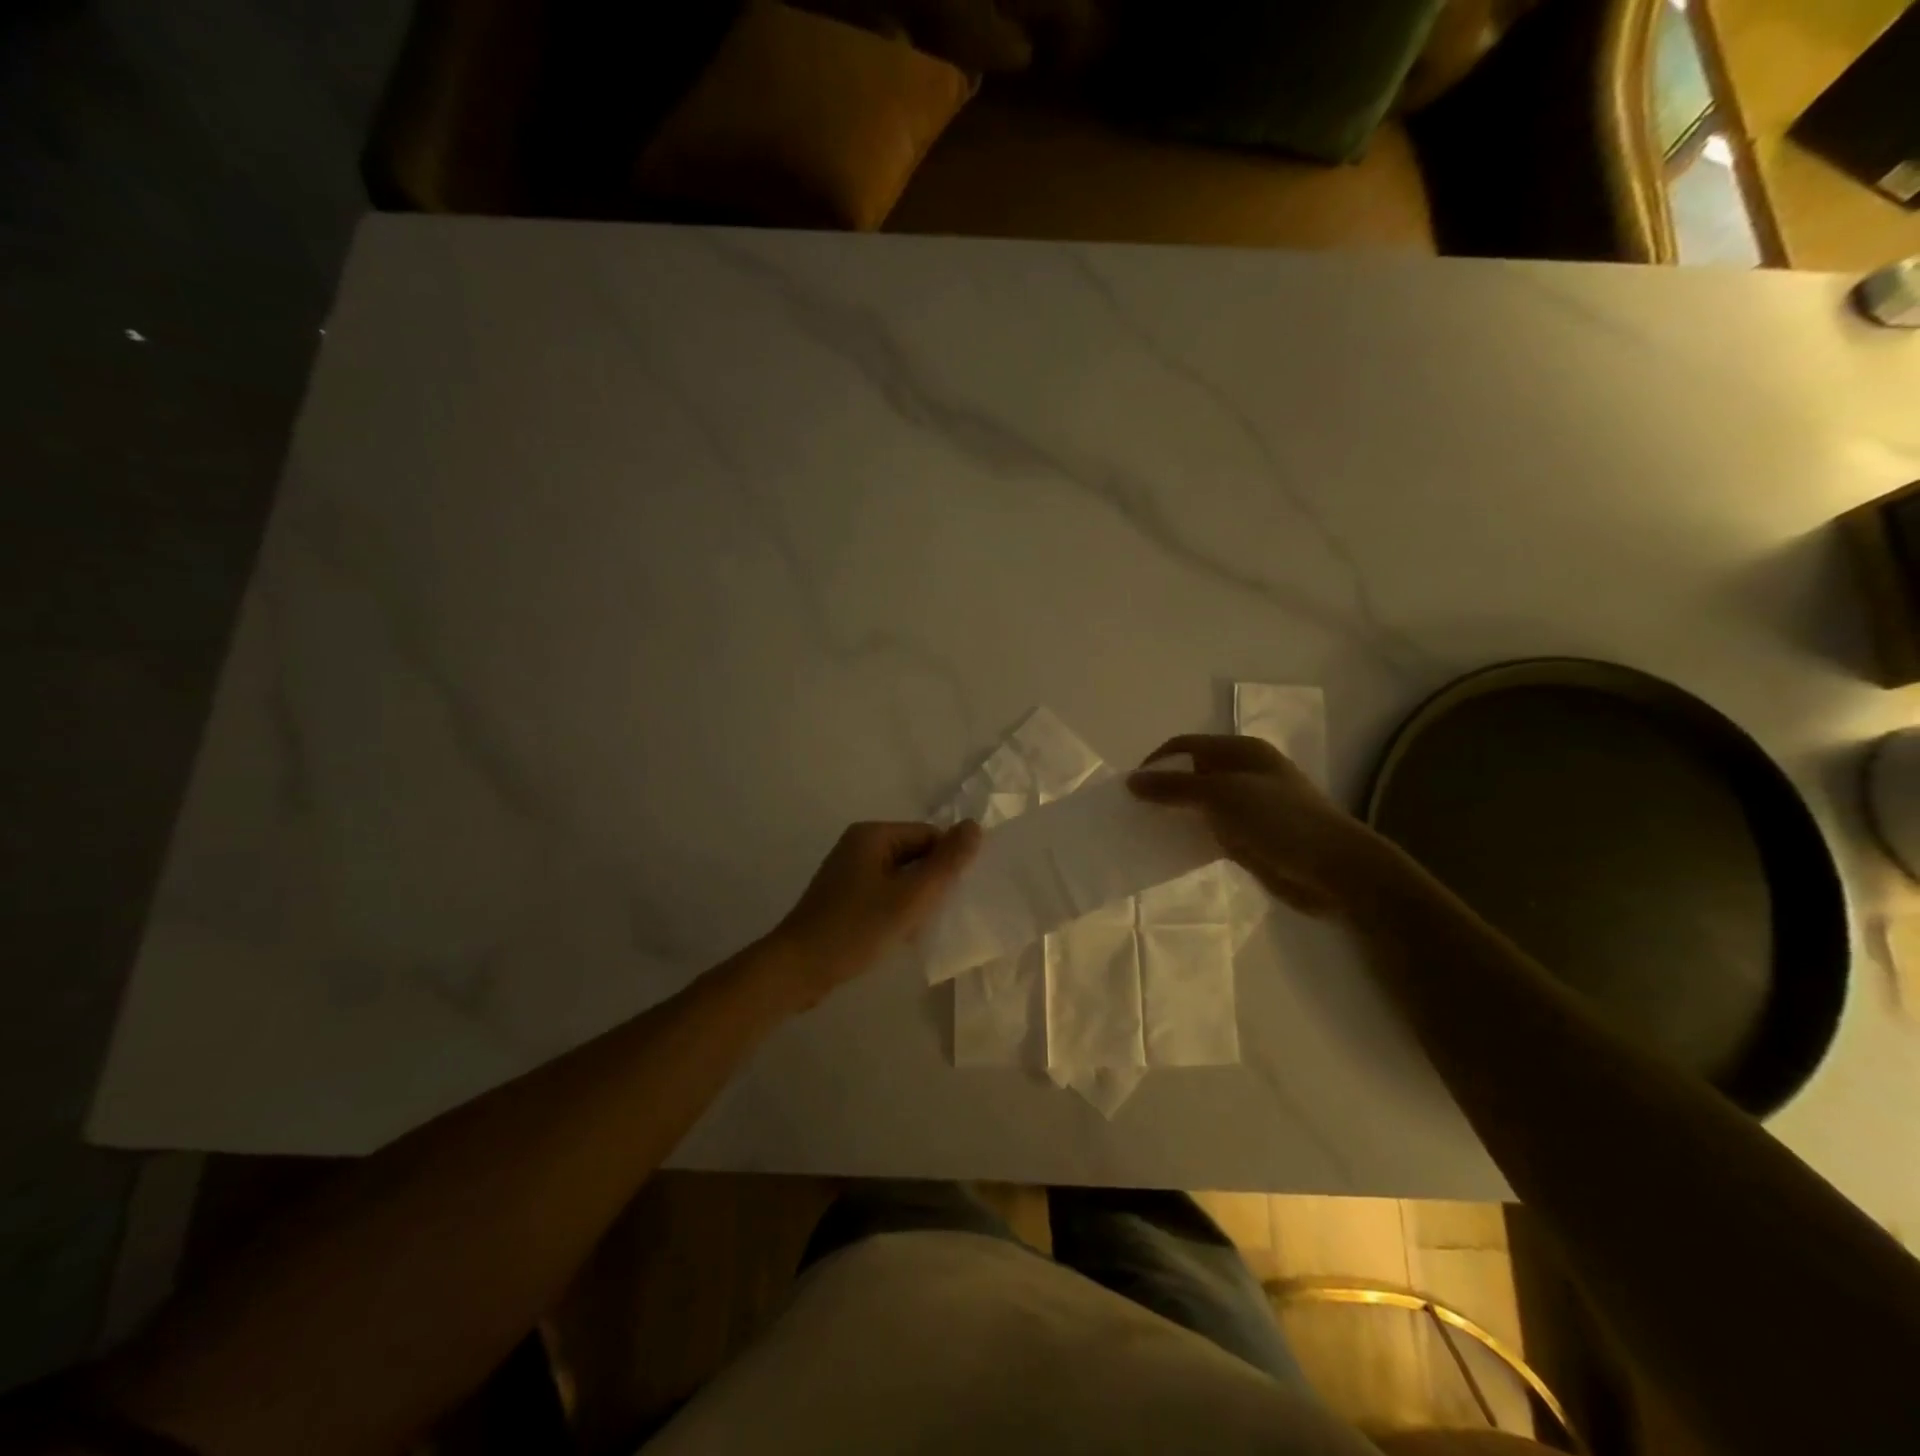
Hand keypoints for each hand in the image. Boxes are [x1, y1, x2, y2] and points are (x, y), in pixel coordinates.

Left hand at [768, 820, 982, 1006]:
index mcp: (873, 834)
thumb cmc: (857, 928)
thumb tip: (975, 826)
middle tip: (943, 914)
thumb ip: (947, 862)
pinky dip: (897, 909)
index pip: (929, 835)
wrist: (797, 969)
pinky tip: (902, 934)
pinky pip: (883, 893)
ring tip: (923, 927)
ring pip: (900, 876)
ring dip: (916, 899)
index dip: (948, 863)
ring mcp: (848, 871)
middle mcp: (859, 845)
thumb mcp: (911, 896)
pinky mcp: (843, 897)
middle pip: (914, 854)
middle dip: (932, 882)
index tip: (957, 896)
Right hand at [1127, 735, 1391, 920]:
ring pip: (1199, 805)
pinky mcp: (1250, 838)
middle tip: (1133, 812)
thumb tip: (1131, 781)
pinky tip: (1170, 850)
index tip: (1131, 787)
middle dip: (1162, 790)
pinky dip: (1190, 837)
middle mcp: (1243, 774)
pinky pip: (1210, 831)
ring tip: (1144, 831)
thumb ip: (1174, 788)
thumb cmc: (1280, 821)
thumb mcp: (1222, 796)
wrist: (1335, 871)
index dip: (1157, 761)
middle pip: (1191, 774)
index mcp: (1242, 751)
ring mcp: (1248, 807)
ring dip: (1174, 815)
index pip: (1186, 745)